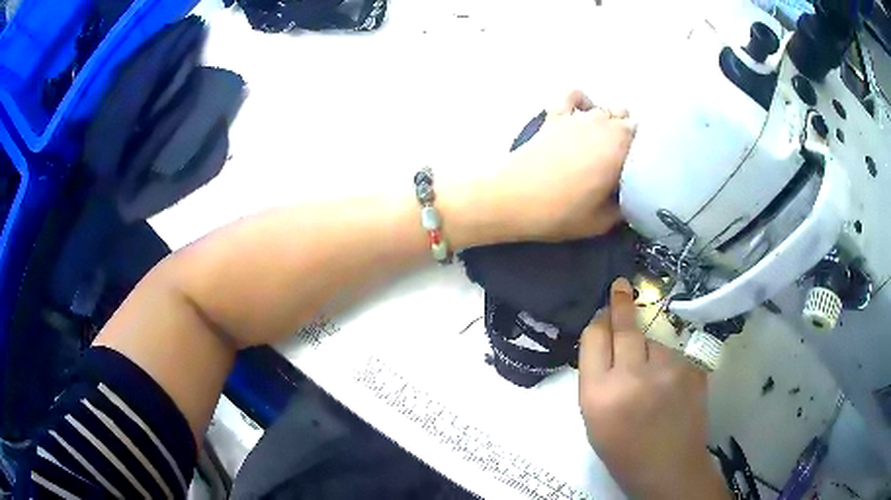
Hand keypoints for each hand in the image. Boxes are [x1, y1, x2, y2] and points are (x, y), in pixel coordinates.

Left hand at [491, 91, 635, 241]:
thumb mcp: (601, 222)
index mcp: (622, 149)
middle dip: (633, 140)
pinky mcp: (556, 114)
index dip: (648, 156)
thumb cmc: (559, 212)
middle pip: (630, 123)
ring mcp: (579, 116)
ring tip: (606, 144)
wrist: (511, 197)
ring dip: (612, 123)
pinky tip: (583, 114)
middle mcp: (605, 125)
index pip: (649, 142)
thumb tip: (632, 199)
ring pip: (608, 109)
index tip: (644, 172)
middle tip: (626, 163)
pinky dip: (583, 101)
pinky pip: (575, 95)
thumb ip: (623, 208)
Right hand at [578, 278, 728, 499]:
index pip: (594, 338)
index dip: (598, 323)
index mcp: (598, 394)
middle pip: (624, 326)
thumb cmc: (624, 451)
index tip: (602, 314)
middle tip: (620, 285)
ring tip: (653, 381)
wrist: (669, 468)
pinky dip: (669, 364)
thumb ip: (597, 379)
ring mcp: (667, 370)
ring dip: (649, 351)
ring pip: (653, 341)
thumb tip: (605, 342)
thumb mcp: (595, 419)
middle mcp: (632, 376)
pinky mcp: (692, 369)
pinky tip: (671, 388)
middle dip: (620, 303)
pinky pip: (674, 354)